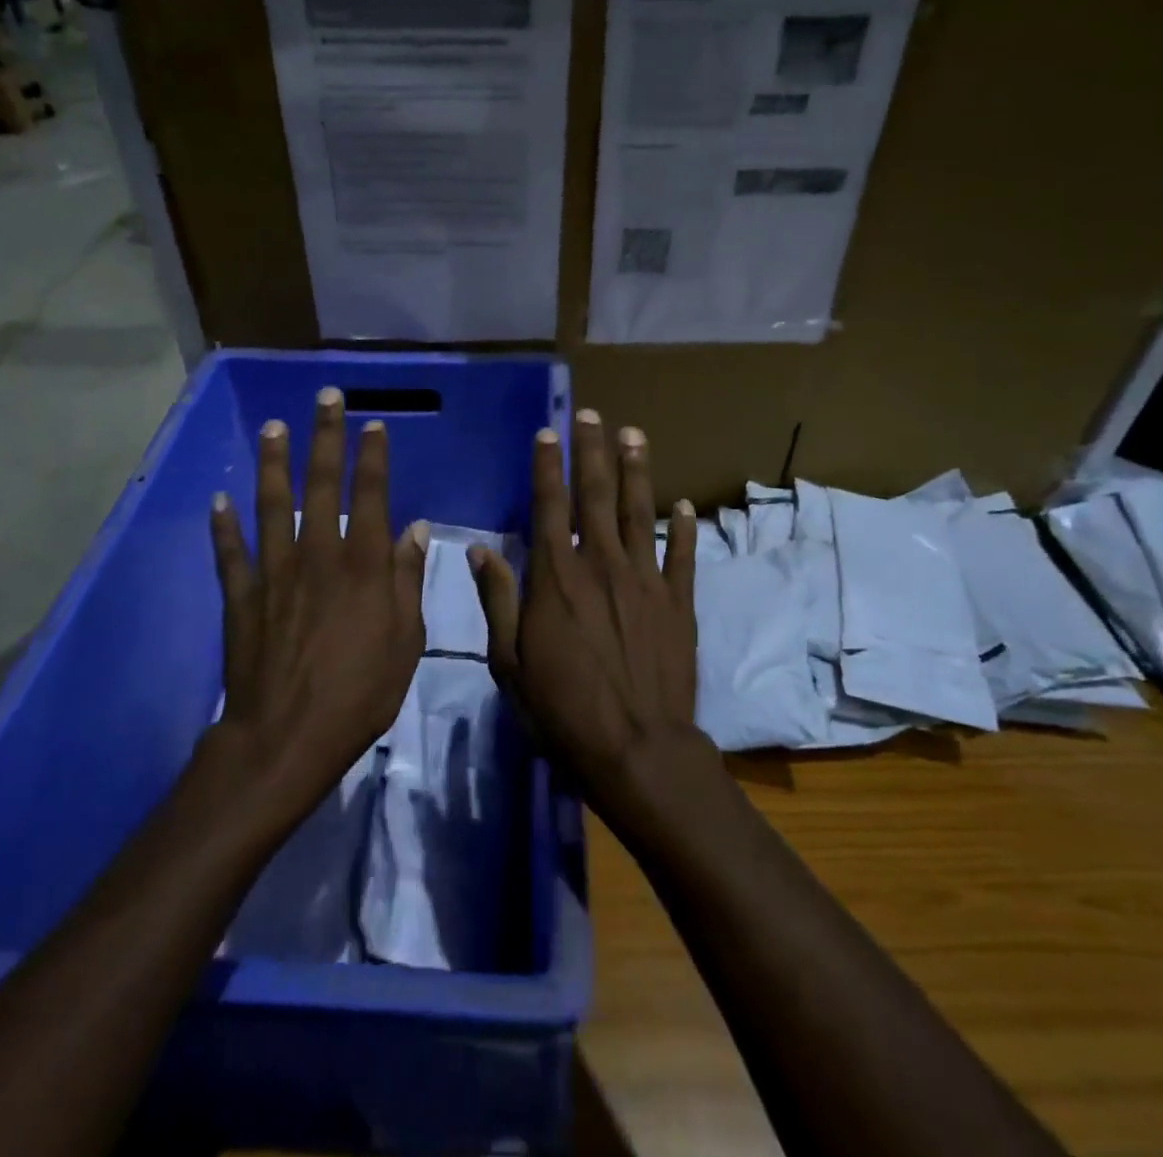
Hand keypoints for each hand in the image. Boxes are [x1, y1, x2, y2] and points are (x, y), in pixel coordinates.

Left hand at [209, 387, 429, 822]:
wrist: (288, 736)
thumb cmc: (360, 692)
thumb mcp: (406, 640)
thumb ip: (407, 579)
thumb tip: (415, 528)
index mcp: (362, 565)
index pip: (370, 495)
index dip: (373, 456)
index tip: (373, 425)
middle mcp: (317, 555)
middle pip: (322, 485)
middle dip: (325, 438)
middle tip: (325, 398)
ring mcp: (274, 573)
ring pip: (272, 505)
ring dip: (274, 464)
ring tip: (274, 428)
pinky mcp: (241, 597)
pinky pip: (230, 553)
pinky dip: (223, 525)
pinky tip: (220, 500)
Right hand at [468, 408, 706, 813]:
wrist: (636, 748)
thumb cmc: (562, 710)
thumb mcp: (509, 662)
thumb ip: (497, 600)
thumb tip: (479, 550)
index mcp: (556, 577)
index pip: (549, 507)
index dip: (547, 467)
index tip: (547, 433)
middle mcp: (601, 565)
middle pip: (596, 496)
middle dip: (592, 451)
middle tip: (593, 415)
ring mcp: (645, 580)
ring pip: (640, 512)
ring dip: (637, 471)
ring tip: (635, 436)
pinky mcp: (678, 602)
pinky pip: (683, 555)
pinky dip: (684, 528)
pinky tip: (682, 504)